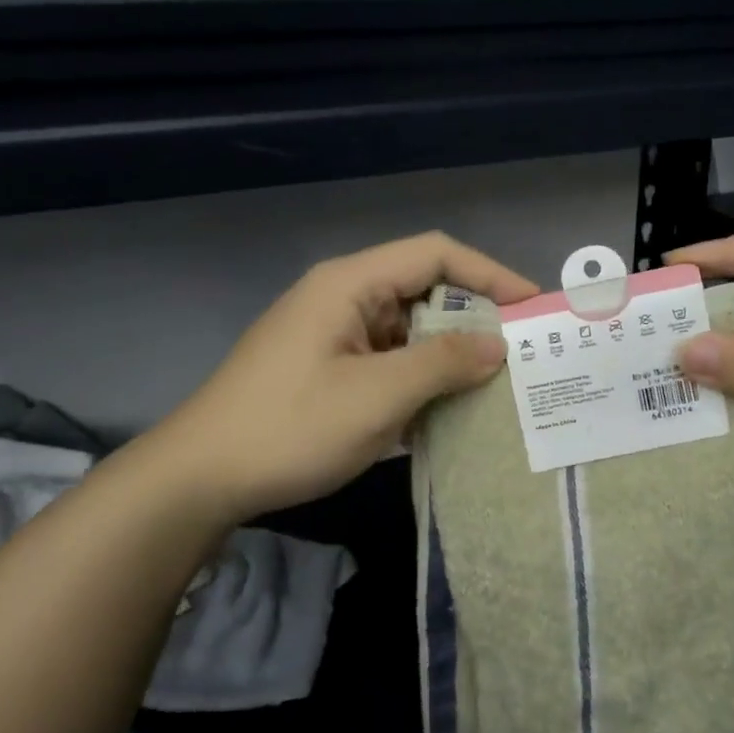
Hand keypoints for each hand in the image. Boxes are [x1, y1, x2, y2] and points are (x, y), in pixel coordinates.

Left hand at [156, 232, 536, 523]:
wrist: (200, 478)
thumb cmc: (289, 427)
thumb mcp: (376, 396)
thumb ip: (441, 363)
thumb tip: (497, 345)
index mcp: (350, 284)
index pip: (435, 254)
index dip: (490, 273)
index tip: (534, 305)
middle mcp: (342, 298)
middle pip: (423, 289)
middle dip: (474, 317)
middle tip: (523, 352)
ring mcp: (333, 335)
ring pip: (407, 330)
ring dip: (448, 353)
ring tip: (497, 383)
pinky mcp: (327, 369)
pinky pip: (387, 361)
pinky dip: (420, 378)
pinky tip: (449, 409)